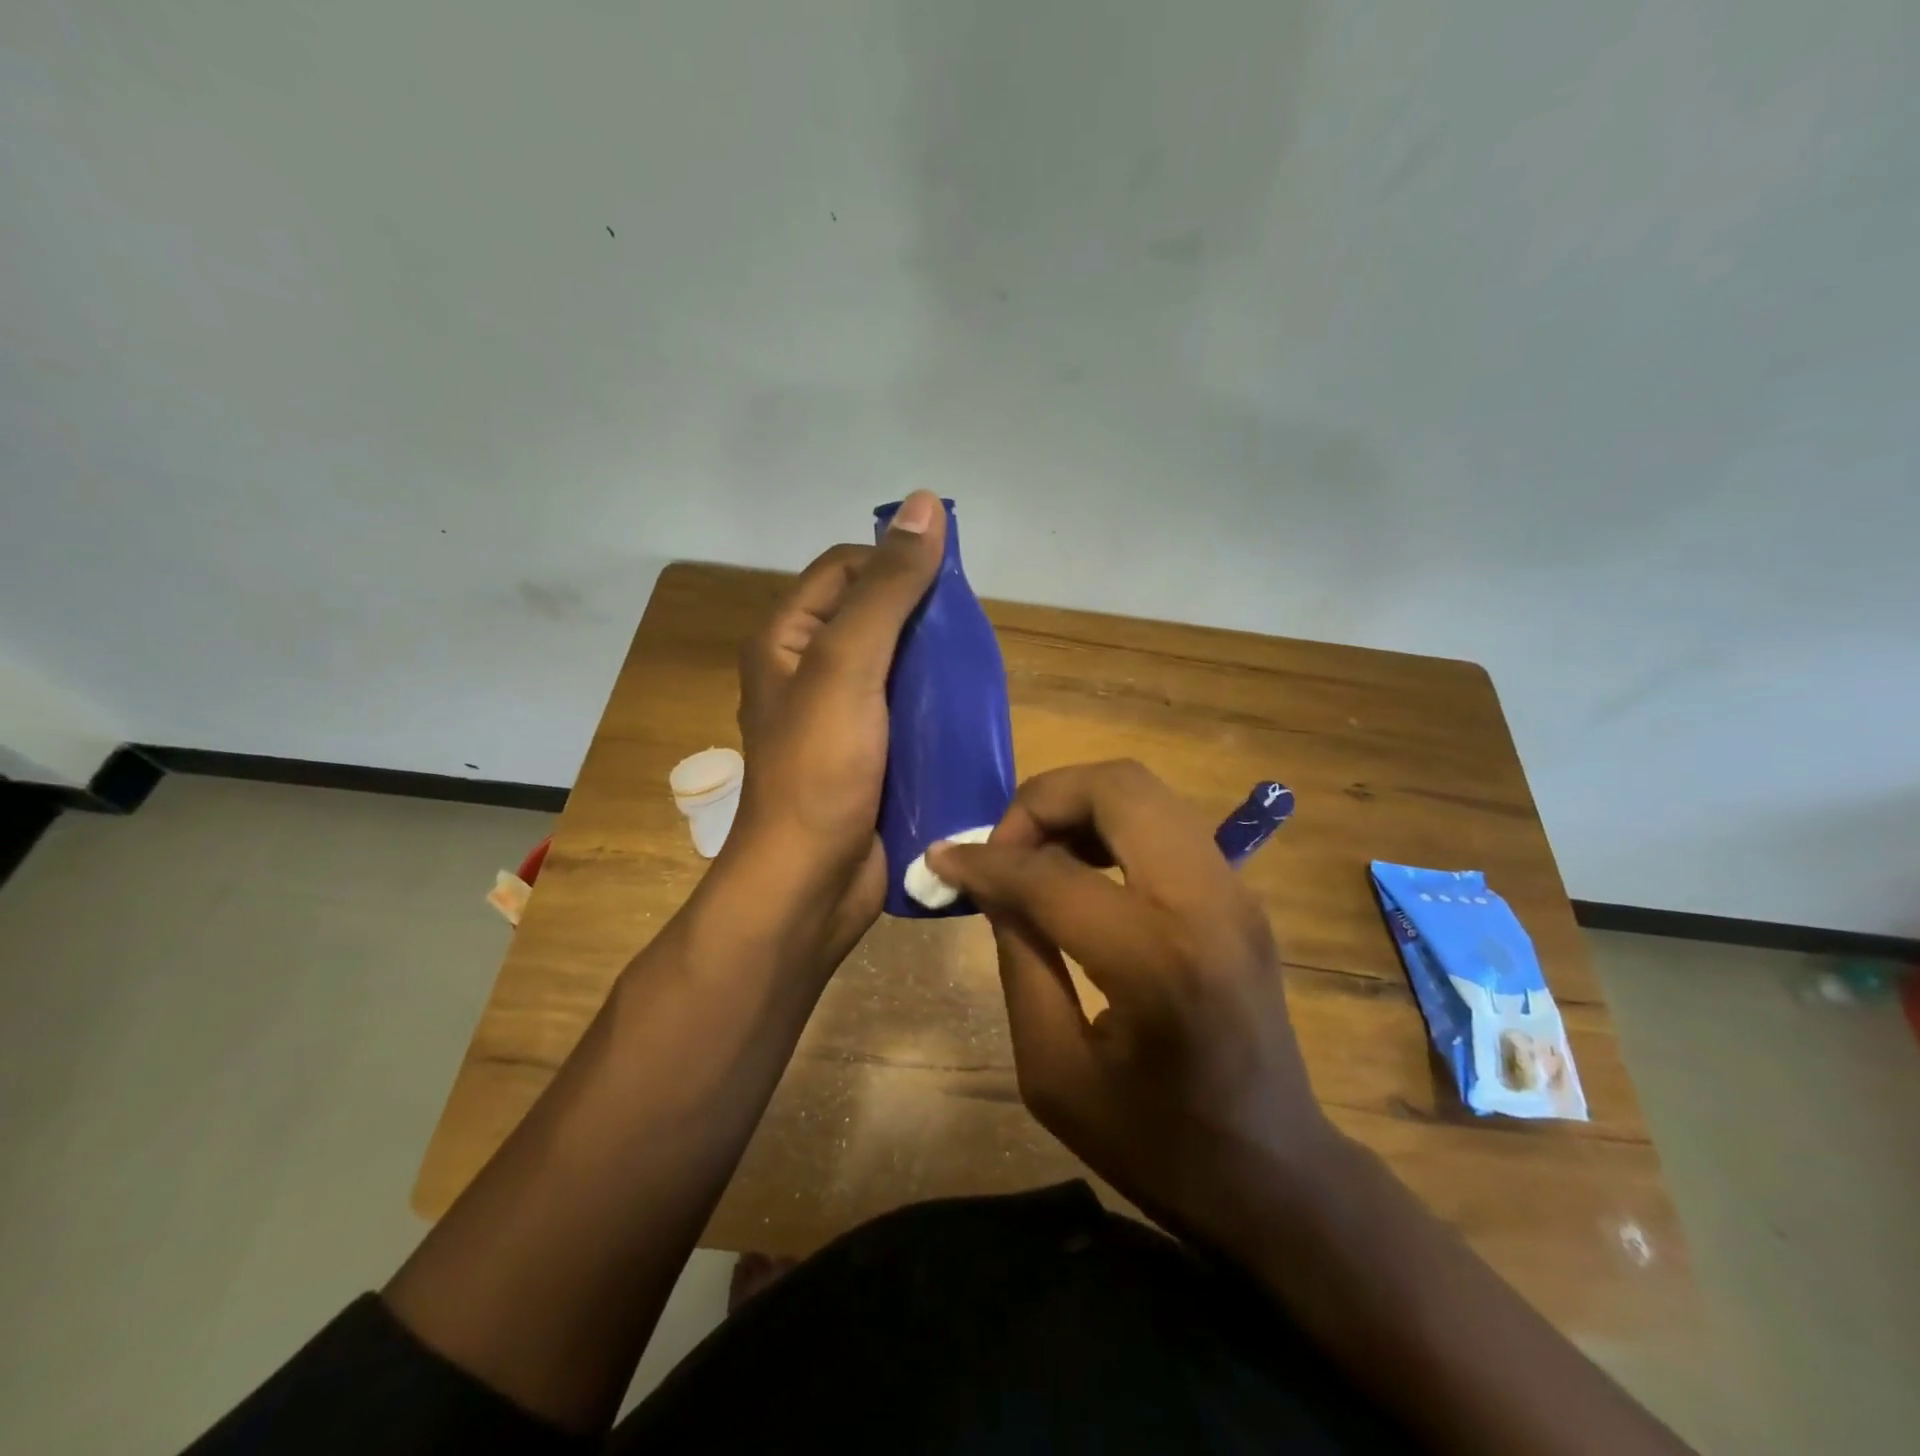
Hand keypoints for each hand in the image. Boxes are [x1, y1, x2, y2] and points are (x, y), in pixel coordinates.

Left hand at [728, 490, 945, 964]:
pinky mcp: (870, 755)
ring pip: (898, 666)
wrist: (812, 884)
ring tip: (978, 672)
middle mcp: (810, 671)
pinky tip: (969, 712)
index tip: (948, 582)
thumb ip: (886, 590)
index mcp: (789, 639)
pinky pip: (907, 712)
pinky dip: (937, 706)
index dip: (894, 562)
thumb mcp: (848, 666)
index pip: (846, 568)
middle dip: (923, 617)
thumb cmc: (820, 770)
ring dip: (936, 664)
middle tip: (969, 635)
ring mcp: (842, 717)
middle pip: (875, 615)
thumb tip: (924, 505)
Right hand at [928, 760, 1335, 1239]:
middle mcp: (1207, 902)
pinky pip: (1163, 821)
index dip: (986, 861)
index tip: (943, 860)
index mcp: (1157, 961)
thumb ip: (1020, 962)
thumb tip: (993, 887)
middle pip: (1118, 787)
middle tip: (1003, 849)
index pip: (1052, 874)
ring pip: (1144, 791)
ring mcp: (1234, 890)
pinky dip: (1109, 823)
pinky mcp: (1239, 893)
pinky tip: (1078, 869)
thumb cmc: (1157, 1144)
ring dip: (1077, 805)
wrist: (1276, 1175)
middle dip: (1043, 800)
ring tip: (1035, 856)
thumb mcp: (1054, 1072)